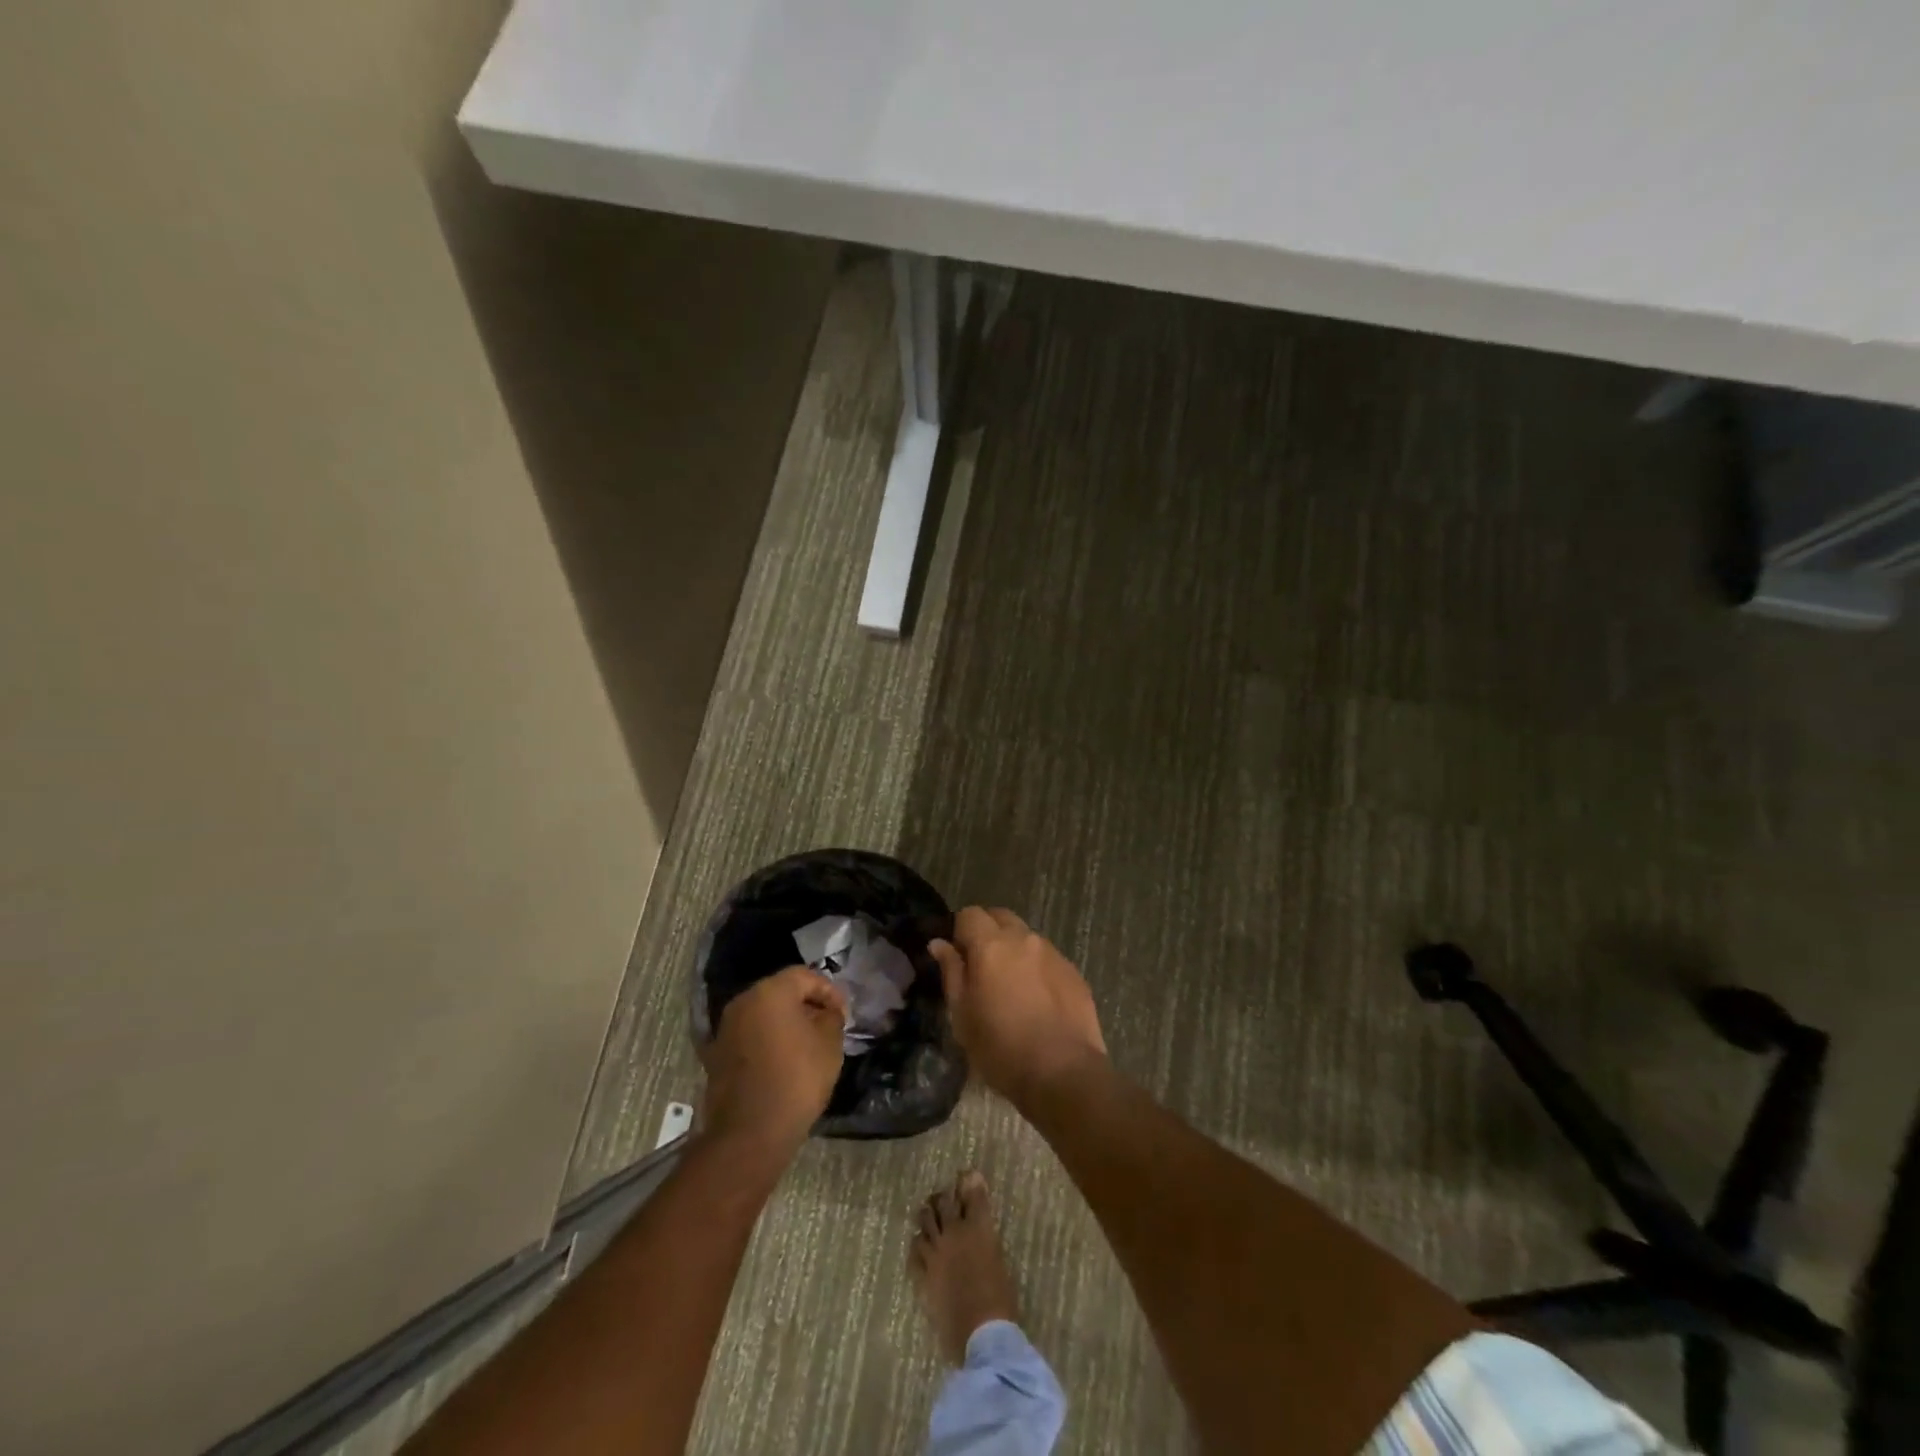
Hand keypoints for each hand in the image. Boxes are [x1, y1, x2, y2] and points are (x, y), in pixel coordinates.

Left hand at [701, 966, 847, 1157]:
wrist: (750, 1133)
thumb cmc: (797, 1079)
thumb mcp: (830, 1044)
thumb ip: (831, 1017)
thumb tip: (826, 1013)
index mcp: (770, 992)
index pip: (805, 976)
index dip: (828, 991)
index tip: (843, 1012)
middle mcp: (742, 1002)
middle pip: (780, 992)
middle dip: (806, 1004)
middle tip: (827, 1023)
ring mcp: (725, 1029)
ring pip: (763, 1014)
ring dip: (786, 1023)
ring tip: (808, 1043)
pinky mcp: (716, 1055)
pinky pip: (750, 1036)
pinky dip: (768, 1041)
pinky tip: (784, 1061)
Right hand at [930, 907, 1106, 1107]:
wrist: (1064, 1073)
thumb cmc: (1001, 1049)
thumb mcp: (963, 1016)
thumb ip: (951, 973)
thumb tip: (939, 944)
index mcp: (991, 945)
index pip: (969, 914)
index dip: (959, 931)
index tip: (957, 957)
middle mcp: (1024, 939)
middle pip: (1000, 917)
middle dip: (987, 932)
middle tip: (981, 967)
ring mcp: (1053, 953)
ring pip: (1026, 936)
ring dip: (1014, 950)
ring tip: (1011, 987)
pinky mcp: (1074, 972)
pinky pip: (1047, 958)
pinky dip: (1036, 968)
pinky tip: (1037, 1000)